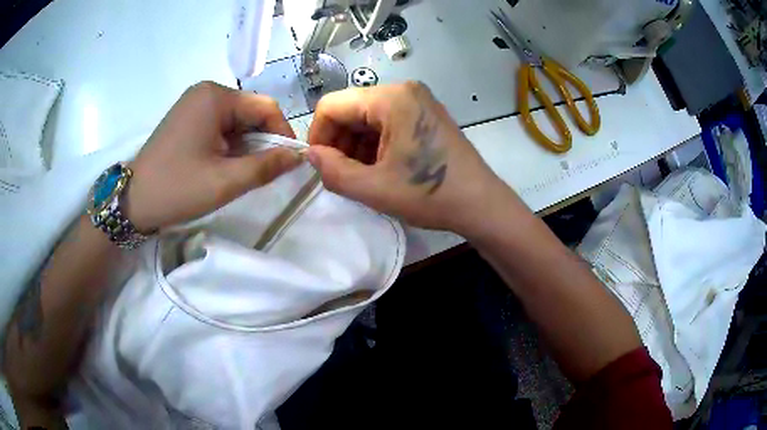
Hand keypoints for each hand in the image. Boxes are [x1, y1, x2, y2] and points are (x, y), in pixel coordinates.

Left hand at [126, 81, 301, 231]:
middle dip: (261, 141)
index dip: (283, 135)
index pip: (266, 108)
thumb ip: (266, 166)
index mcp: (215, 97)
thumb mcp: (225, 182)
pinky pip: (219, 124)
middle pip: (250, 112)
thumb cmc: (177, 188)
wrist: (133, 201)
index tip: (288, 164)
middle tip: (263, 173)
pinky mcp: (186, 116)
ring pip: (236, 120)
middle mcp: (206, 91)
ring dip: (245, 145)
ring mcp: (194, 102)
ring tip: (240, 172)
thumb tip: (299, 156)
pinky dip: (228, 144)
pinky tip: (223, 164)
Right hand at [306, 82, 507, 233]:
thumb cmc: (430, 195)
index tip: (321, 166)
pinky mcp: (425, 113)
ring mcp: (417, 100)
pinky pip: (386, 121)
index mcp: (391, 99)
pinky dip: (375, 143)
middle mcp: (404, 90)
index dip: (318, 136)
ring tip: (363, 175)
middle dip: (339, 142)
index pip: (332, 105)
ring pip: (367, 116)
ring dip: (356, 145)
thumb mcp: (373, 188)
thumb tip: (311, 155)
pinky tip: (380, 167)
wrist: (480, 204)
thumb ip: (333, 171)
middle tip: (342, 174)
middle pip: (350, 109)